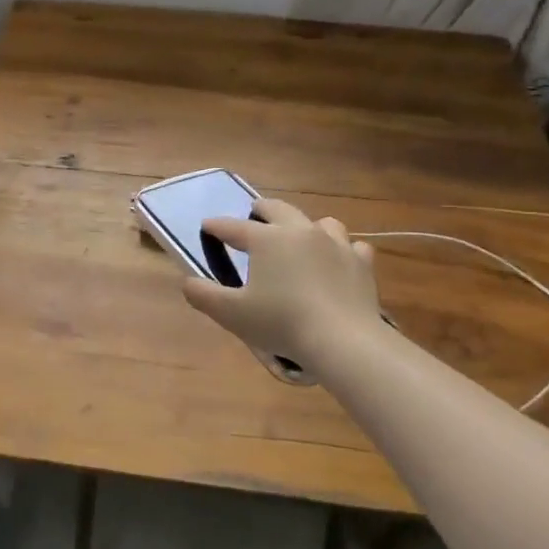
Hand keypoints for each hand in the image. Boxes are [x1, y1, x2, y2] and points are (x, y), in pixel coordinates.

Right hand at [183, 198, 379, 369]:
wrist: (343, 340)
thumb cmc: (281, 322)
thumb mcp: (231, 314)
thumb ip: (203, 295)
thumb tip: (187, 282)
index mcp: (267, 239)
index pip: (234, 227)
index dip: (217, 226)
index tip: (207, 226)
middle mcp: (301, 231)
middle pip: (278, 209)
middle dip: (262, 209)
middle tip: (254, 213)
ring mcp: (336, 244)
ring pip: (321, 222)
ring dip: (307, 226)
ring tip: (301, 238)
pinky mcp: (361, 263)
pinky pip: (353, 246)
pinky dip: (342, 250)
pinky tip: (338, 261)